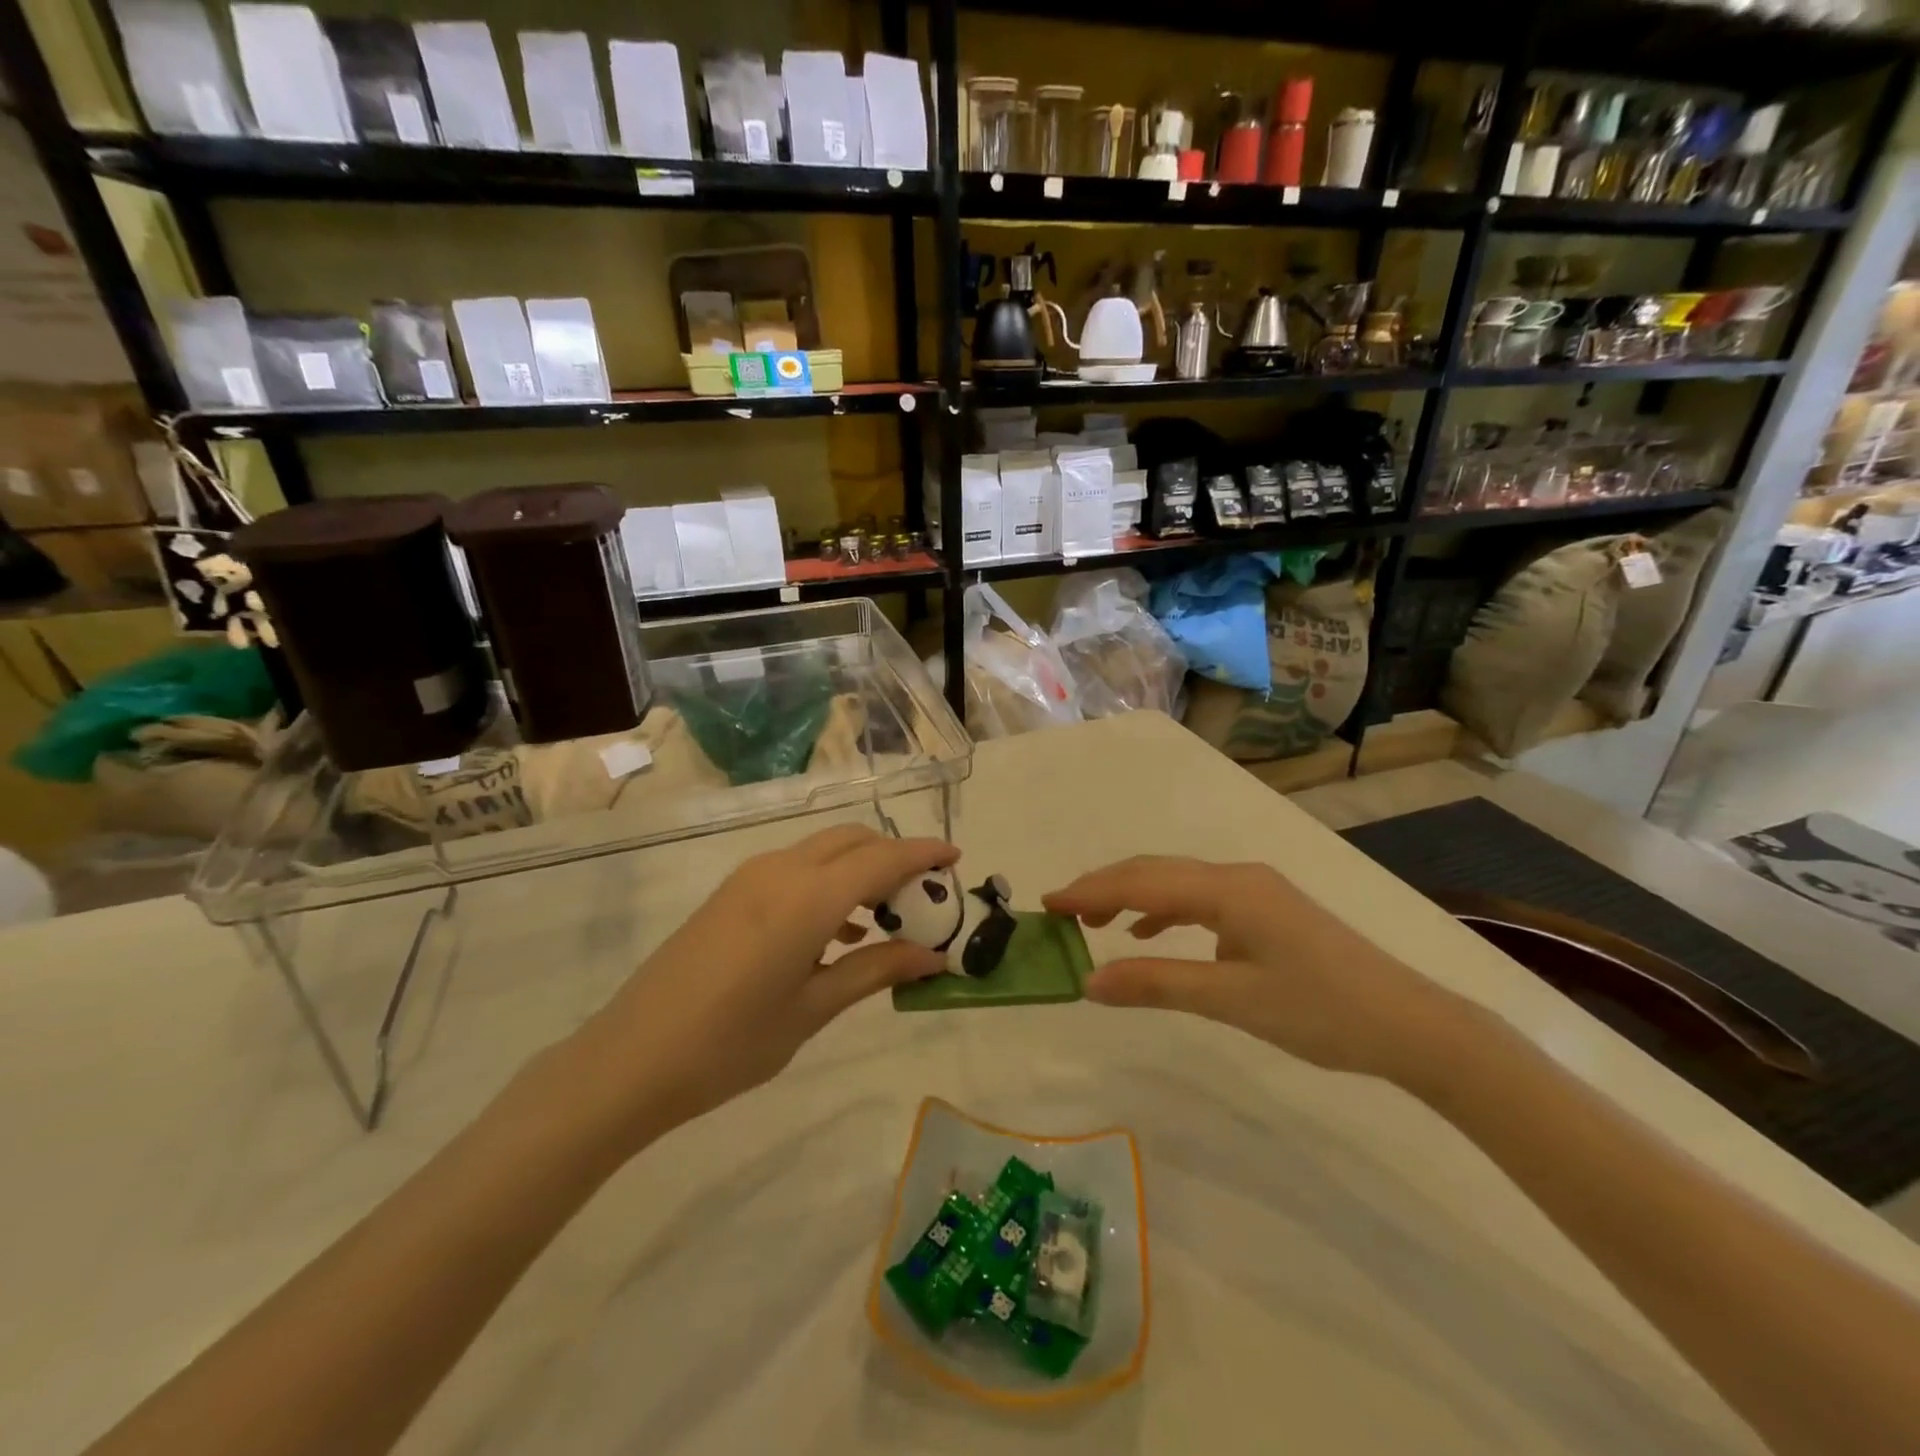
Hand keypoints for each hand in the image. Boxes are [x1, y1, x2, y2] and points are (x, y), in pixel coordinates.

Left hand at [572, 826, 957, 1141]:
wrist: (630, 1058)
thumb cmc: (730, 1043)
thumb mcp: (813, 1009)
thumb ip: (875, 970)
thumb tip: (934, 956)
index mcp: (807, 897)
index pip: (882, 859)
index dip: (924, 854)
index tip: (957, 860)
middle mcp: (781, 870)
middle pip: (854, 841)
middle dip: (894, 856)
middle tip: (924, 896)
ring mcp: (751, 877)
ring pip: (824, 850)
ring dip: (861, 867)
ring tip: (887, 917)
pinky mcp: (732, 892)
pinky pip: (796, 868)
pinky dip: (829, 881)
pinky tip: (837, 931)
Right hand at [1044, 857, 1472, 1084]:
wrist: (1412, 1026)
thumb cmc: (1321, 1011)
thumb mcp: (1232, 1000)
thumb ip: (1157, 983)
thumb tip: (1089, 981)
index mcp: (1228, 889)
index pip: (1142, 881)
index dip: (1091, 891)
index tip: (1048, 904)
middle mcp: (1238, 876)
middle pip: (1156, 870)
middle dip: (1105, 887)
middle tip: (1061, 911)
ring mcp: (1255, 890)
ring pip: (1177, 882)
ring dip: (1133, 896)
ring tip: (1095, 921)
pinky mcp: (1267, 910)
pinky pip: (1200, 898)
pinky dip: (1165, 909)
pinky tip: (1150, 932)